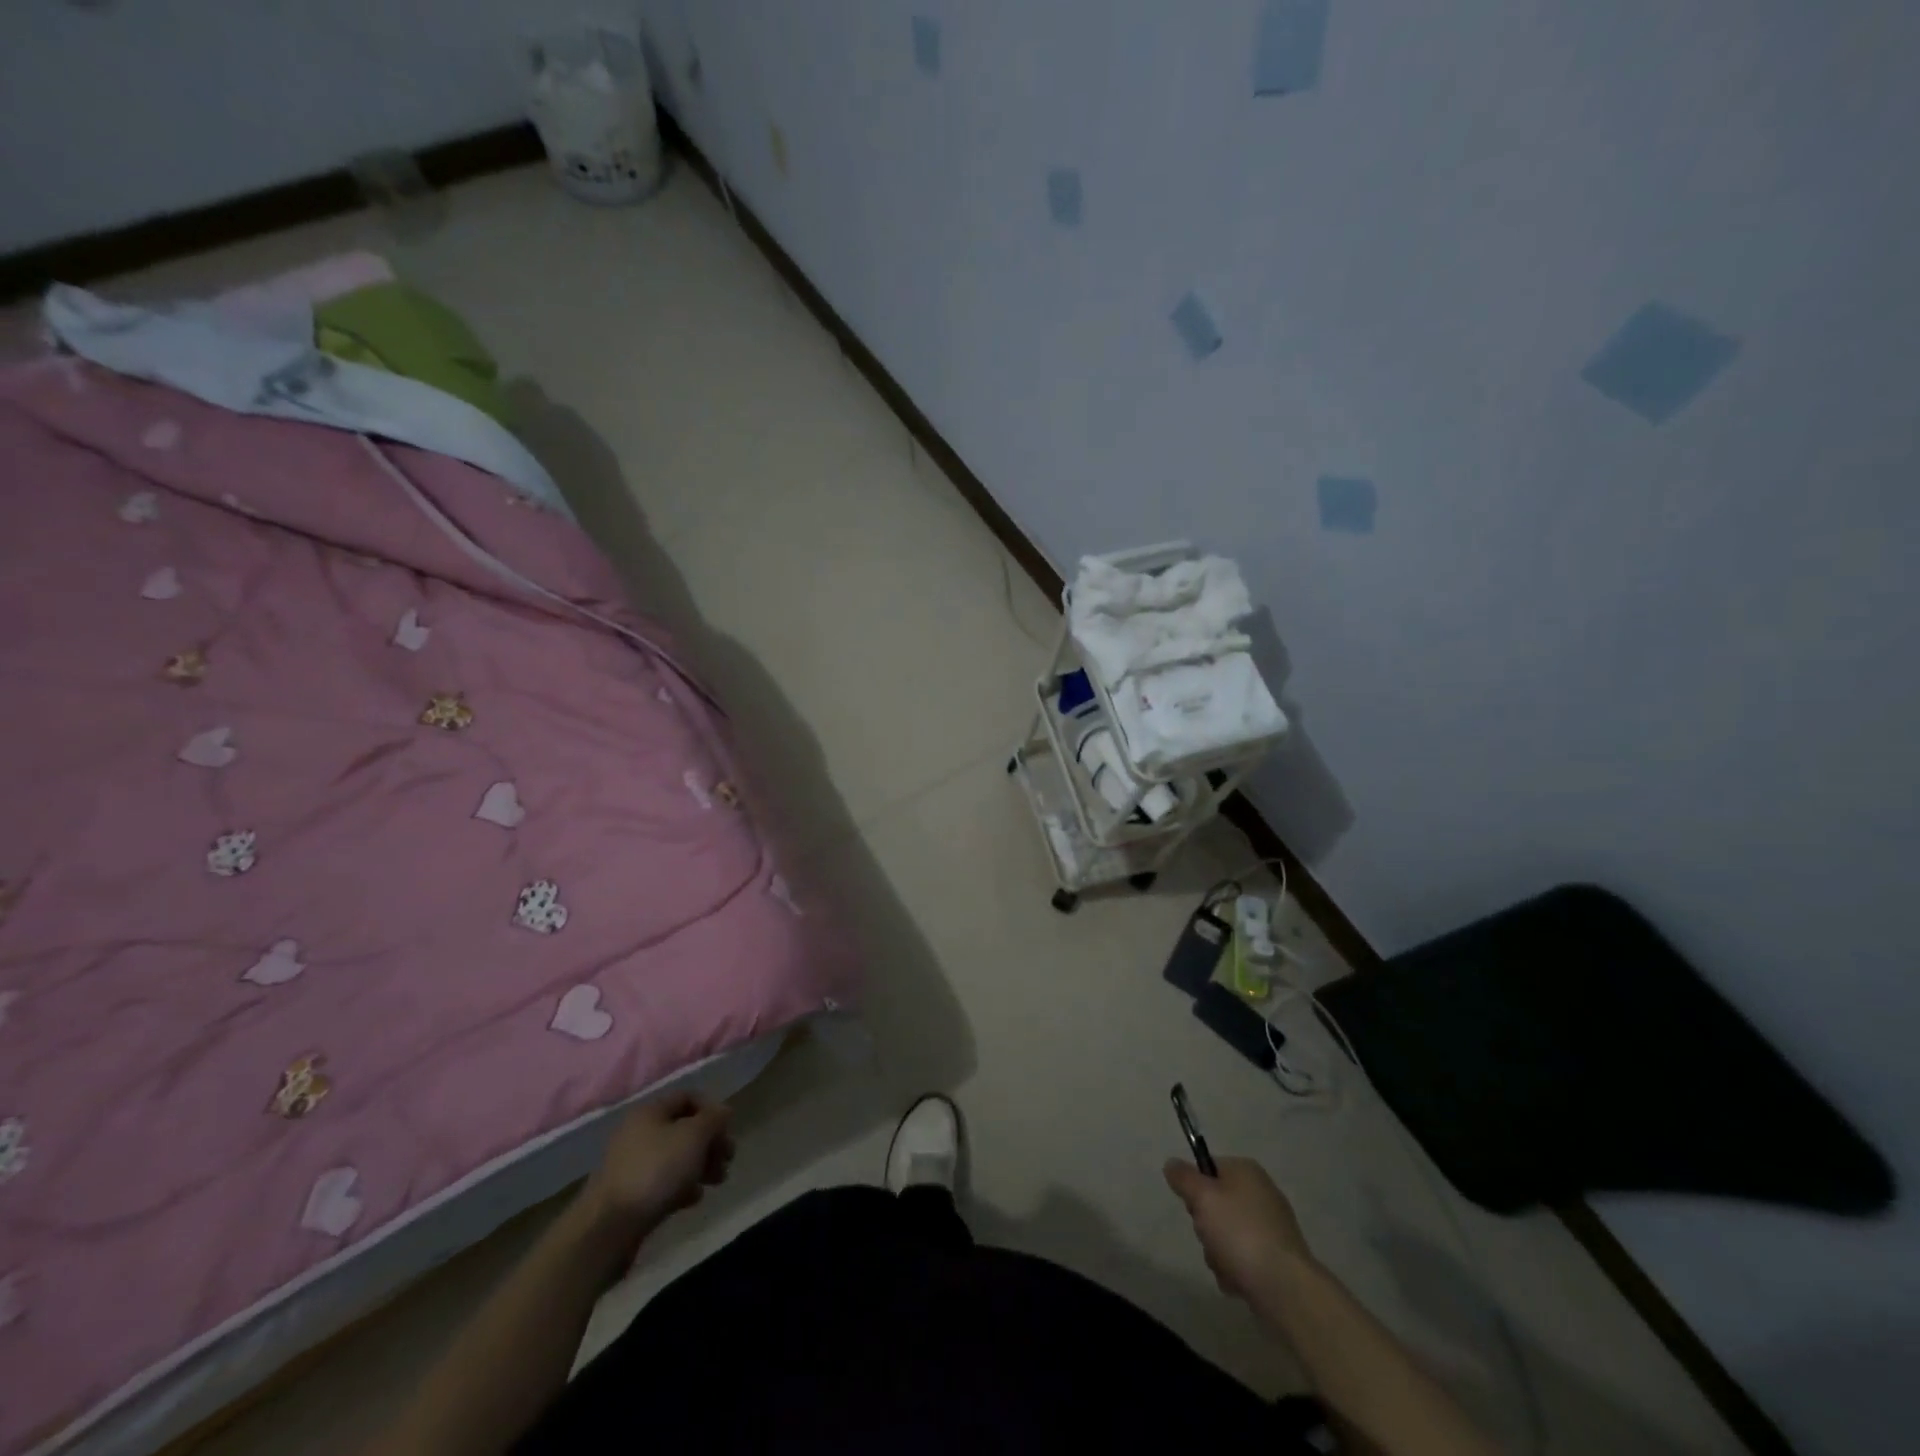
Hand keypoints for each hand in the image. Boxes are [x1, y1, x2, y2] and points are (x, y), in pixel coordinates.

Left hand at [582, 1093, 734, 1245]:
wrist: (608, 1228)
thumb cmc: (656, 1170)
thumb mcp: (694, 1136)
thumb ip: (714, 1119)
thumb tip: (723, 1111)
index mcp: (650, 1112)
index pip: (688, 1097)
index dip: (711, 1109)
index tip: (727, 1130)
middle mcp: (638, 1133)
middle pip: (684, 1129)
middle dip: (710, 1142)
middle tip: (728, 1159)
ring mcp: (632, 1165)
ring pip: (676, 1157)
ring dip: (700, 1166)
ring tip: (717, 1181)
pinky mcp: (630, 1195)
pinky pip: (663, 1182)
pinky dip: (682, 1187)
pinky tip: (693, 1199)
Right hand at [1165, 1155, 1313, 1302]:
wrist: (1285, 1289)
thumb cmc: (1240, 1233)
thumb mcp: (1203, 1197)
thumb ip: (1183, 1177)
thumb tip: (1172, 1164)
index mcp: (1246, 1171)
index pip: (1208, 1168)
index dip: (1195, 1188)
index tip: (1195, 1208)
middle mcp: (1261, 1194)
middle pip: (1215, 1204)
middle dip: (1206, 1226)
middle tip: (1210, 1237)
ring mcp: (1271, 1228)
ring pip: (1226, 1235)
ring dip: (1217, 1252)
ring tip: (1226, 1265)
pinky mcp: (1276, 1259)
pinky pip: (1243, 1259)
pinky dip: (1235, 1270)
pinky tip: (1238, 1281)